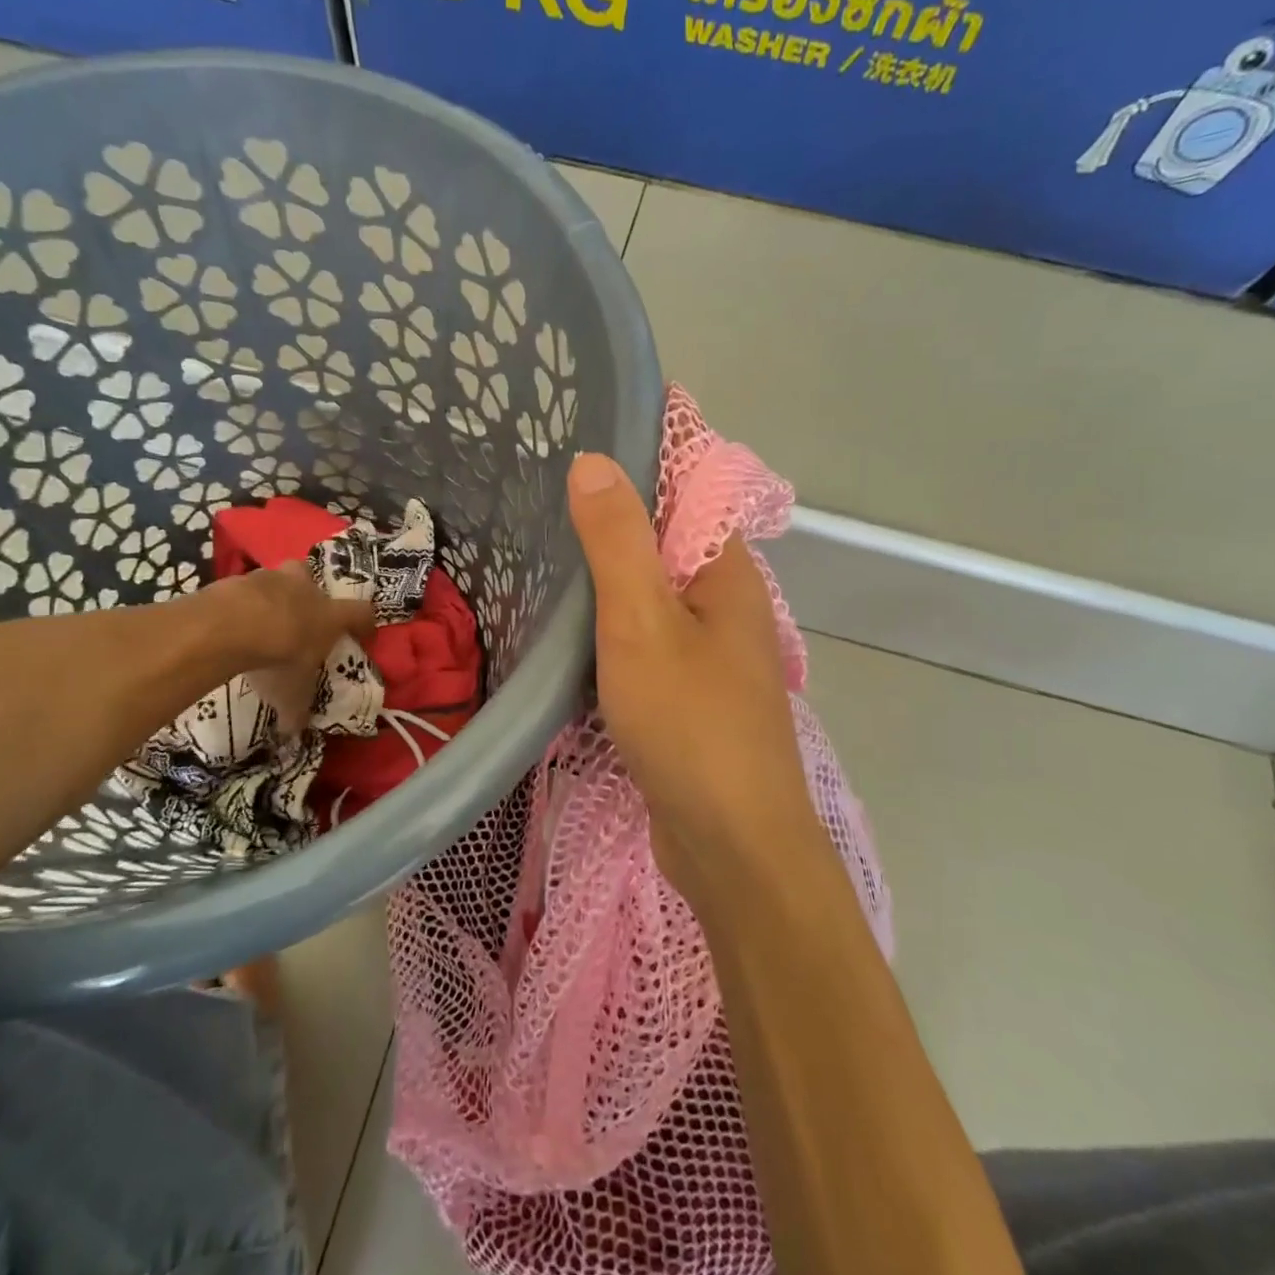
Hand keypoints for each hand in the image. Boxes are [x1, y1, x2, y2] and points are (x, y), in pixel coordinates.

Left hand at [218, 561, 373, 733]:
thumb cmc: (279, 658)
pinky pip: (245, 589)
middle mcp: (307, 590)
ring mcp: (271, 579)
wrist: (231, 626)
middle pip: (315, 579)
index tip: (363, 635)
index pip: (362, 612)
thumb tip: (294, 733)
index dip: (364, 623)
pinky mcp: (238, 579)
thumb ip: (296, 711)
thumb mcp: (292, 694)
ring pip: (279, 579)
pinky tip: (232, 623)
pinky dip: (242, 603)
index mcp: (330, 616)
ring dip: (273, 595)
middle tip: (300, 615)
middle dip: (309, 593)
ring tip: (260, 621)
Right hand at [566, 453, 819, 898]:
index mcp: (725, 573)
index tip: (586, 429)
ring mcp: (707, 652)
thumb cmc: (690, 723)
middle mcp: (724, 604)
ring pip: (653, 590)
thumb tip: (594, 460)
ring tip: (545, 540)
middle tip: (543, 485)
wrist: (731, 845)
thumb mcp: (642, 622)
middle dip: (615, 509)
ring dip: (610, 567)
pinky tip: (570, 620)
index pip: (689, 489)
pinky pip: (645, 634)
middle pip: (667, 538)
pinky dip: (611, 618)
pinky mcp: (686, 693)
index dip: (644, 454)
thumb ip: (618, 541)